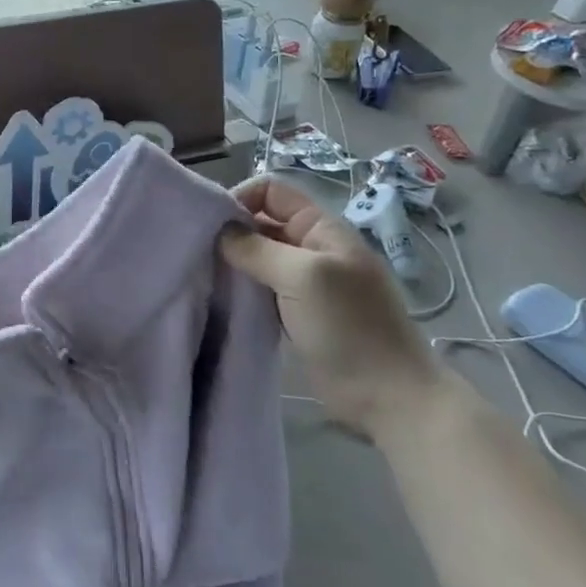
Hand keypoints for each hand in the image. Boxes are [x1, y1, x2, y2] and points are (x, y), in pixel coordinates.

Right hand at [219, 178, 455, 440]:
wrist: (387, 394)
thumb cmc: (348, 326)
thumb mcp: (302, 276)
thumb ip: (258, 249)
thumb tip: (221, 232)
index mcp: (320, 228)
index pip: (272, 192)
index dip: (240, 198)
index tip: (211, 226)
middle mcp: (311, 248)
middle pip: (262, 223)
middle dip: (231, 233)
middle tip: (198, 254)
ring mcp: (305, 283)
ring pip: (260, 259)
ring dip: (235, 264)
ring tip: (205, 278)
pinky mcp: (297, 314)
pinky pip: (262, 290)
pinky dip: (243, 291)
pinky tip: (223, 301)